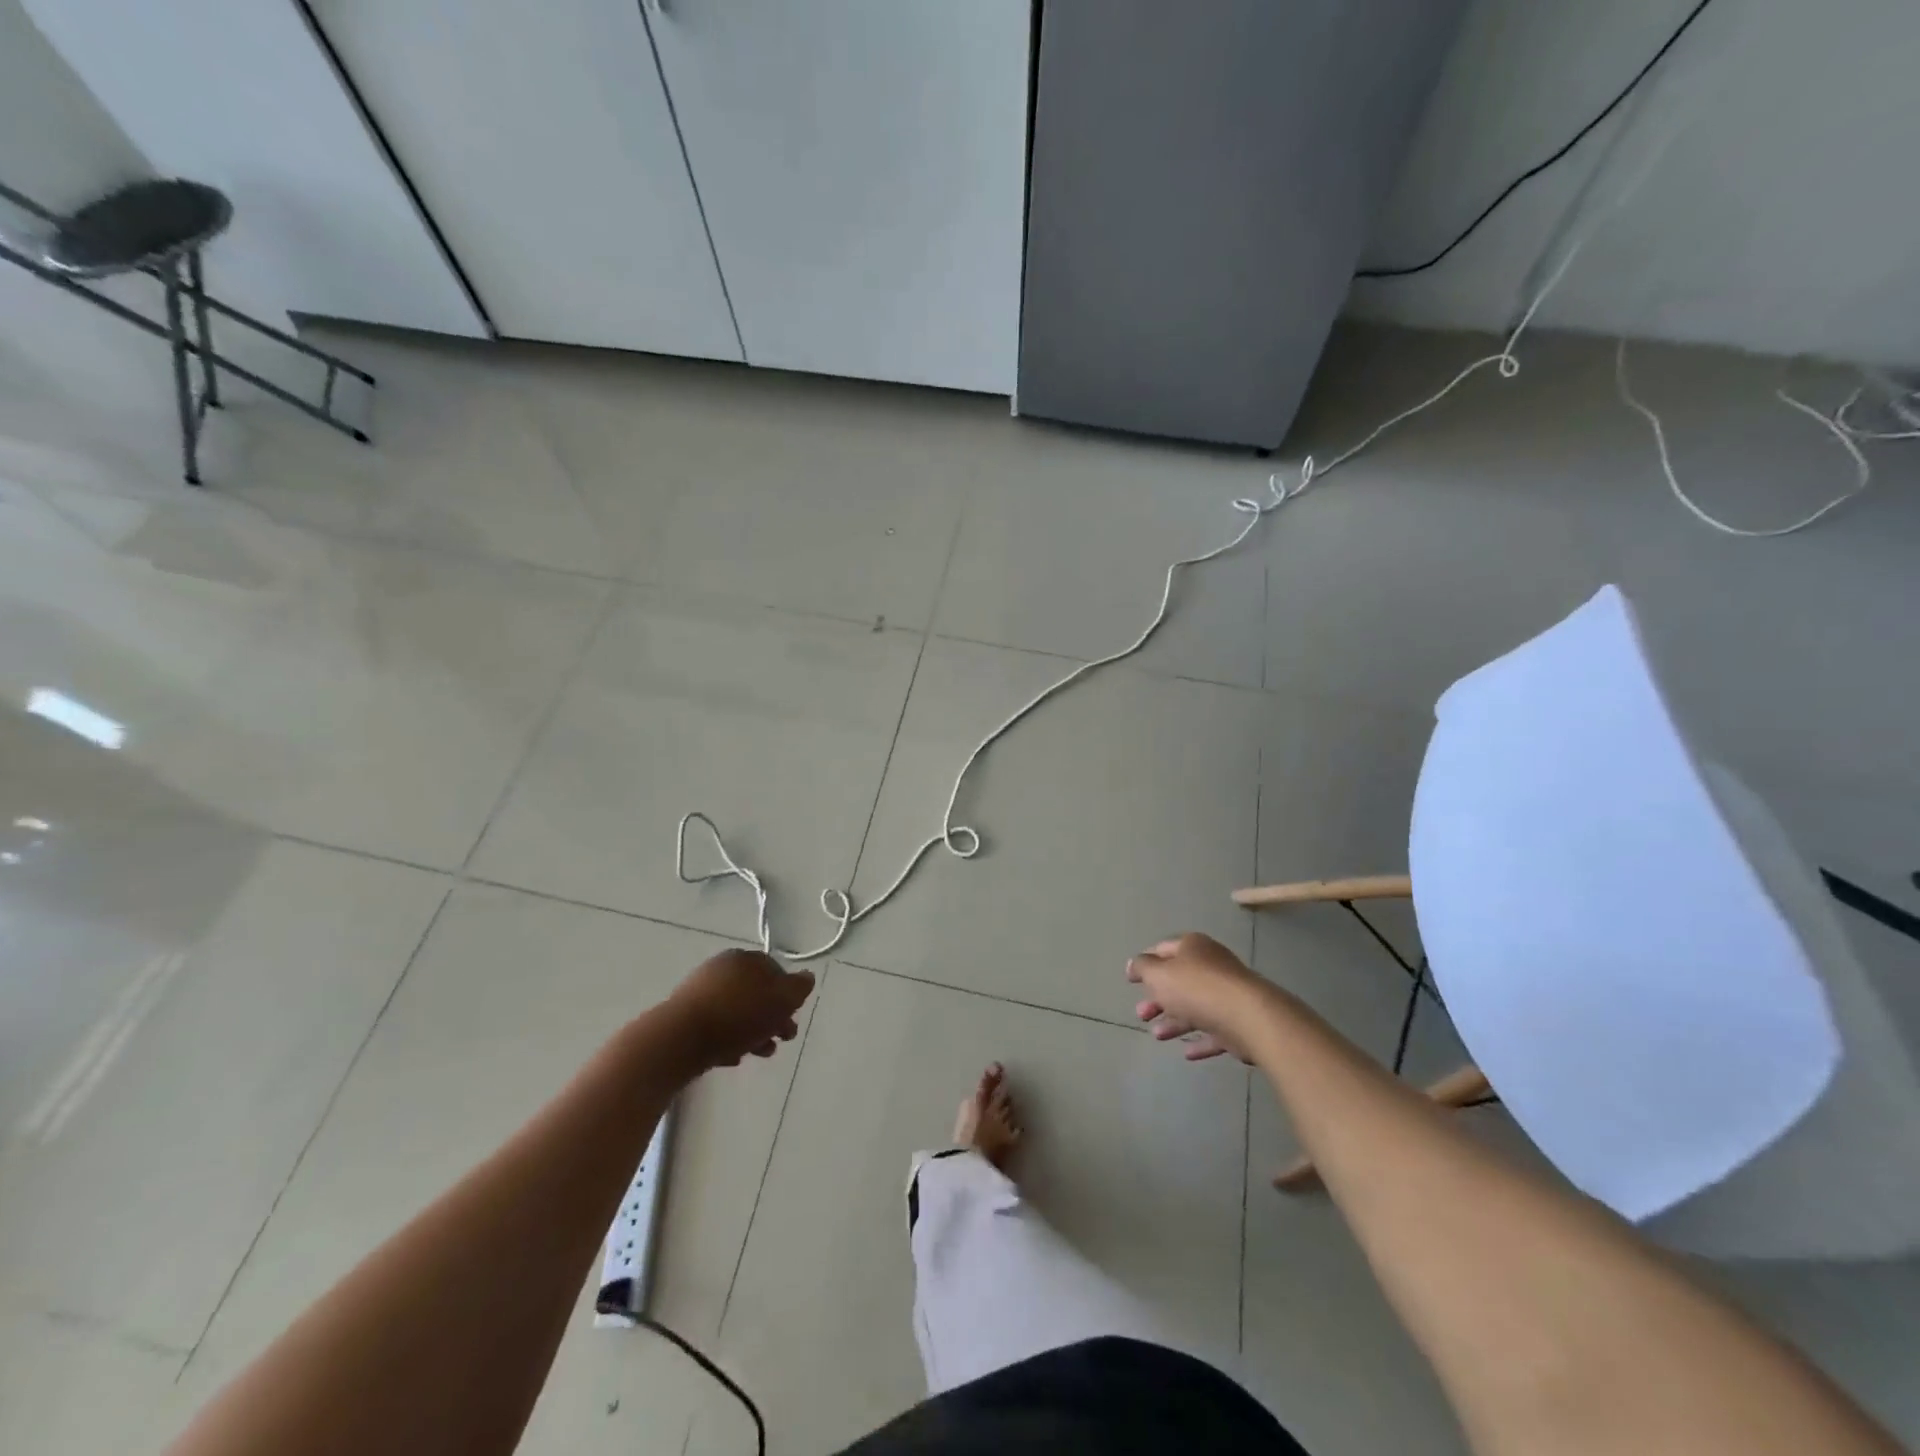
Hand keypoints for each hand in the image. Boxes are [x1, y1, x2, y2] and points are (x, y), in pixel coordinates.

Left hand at [668, 950, 814, 1071]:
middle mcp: (722, 968)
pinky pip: (717, 1026)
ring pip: (737, 1011)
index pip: (775, 970)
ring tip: (760, 1054)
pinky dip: (729, 1039)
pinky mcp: (685, 1017)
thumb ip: (799, 988)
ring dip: (754, 1031)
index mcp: (745, 958)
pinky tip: (733, 1058)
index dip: (789, 994)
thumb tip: (806, 977)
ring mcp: (701, 992)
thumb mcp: (781, 999)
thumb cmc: (737, 1015)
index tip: (795, 1016)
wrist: (679, 1040)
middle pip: (756, 993)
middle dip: (773, 1017)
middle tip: (782, 1039)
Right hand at [1128, 933, 1275, 1062]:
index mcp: (1192, 947)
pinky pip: (1214, 1030)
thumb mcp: (1158, 974)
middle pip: (1179, 980)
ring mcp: (1227, 994)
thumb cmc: (1196, 989)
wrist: (1248, 1018)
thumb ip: (1143, 968)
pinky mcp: (1239, 1022)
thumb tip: (1134, 964)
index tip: (1130, 979)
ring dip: (1174, 1021)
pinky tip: (1186, 1053)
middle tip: (1142, 1013)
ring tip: (1157, 1035)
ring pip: (1195, 1006)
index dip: (1145, 963)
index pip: (1163, 949)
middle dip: (1158, 998)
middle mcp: (1211, 966)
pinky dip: (1199, 1040)